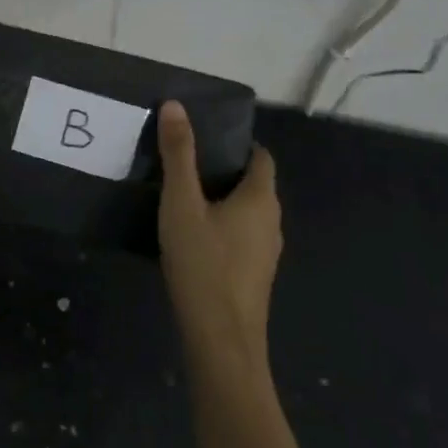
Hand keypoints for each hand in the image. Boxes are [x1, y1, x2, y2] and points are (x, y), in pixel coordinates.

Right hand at [157, 100, 281, 372]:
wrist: (221, 341)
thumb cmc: (203, 264)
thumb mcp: (181, 203)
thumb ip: (178, 154)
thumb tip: (175, 105)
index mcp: (261, 199)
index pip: (261, 158)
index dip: (238, 144)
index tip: (206, 138)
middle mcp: (271, 222)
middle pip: (254, 184)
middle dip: (224, 170)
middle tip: (185, 162)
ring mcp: (266, 253)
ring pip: (247, 213)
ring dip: (222, 200)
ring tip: (183, 195)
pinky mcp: (254, 277)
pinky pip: (241, 237)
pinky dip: (223, 227)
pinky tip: (193, 236)